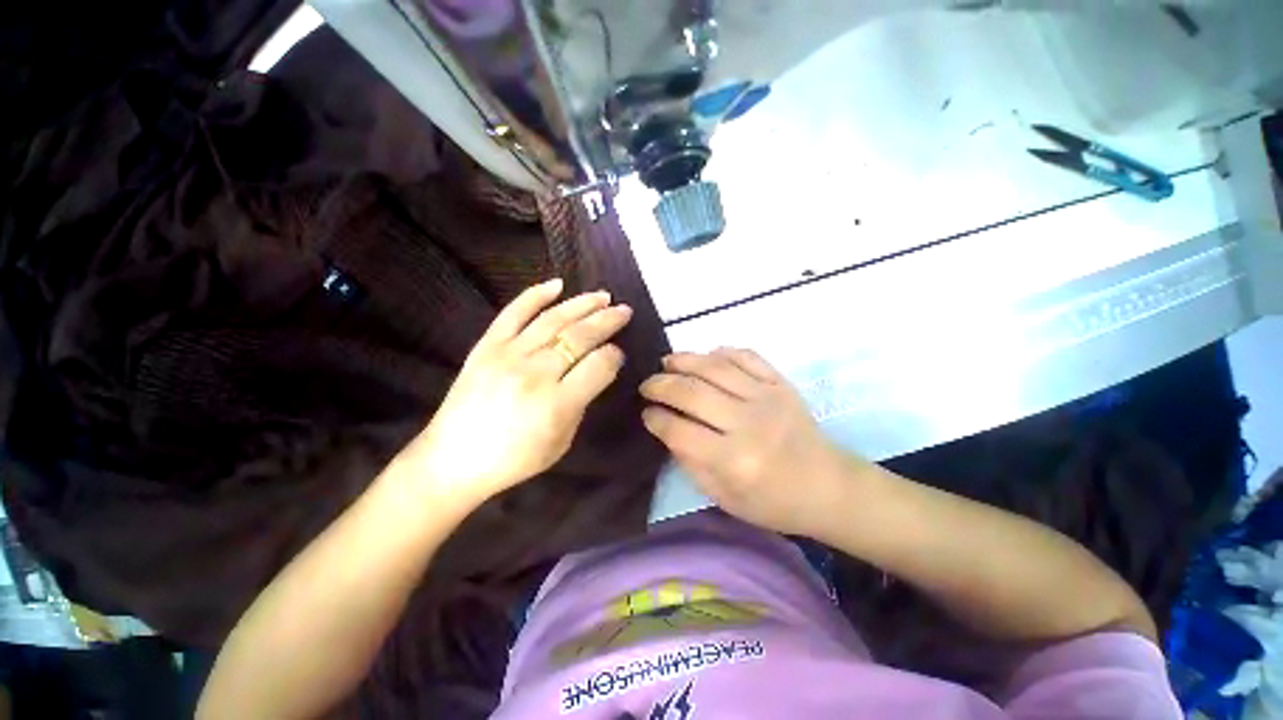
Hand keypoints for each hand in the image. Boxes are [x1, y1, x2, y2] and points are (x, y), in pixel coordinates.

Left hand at [411, 279, 631, 504]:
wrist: (453, 459)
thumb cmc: (513, 459)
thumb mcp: (561, 442)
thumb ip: (581, 404)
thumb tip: (594, 371)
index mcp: (557, 404)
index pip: (599, 366)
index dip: (615, 355)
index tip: (619, 352)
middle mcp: (535, 373)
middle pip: (580, 337)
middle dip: (608, 320)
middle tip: (624, 310)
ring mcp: (508, 355)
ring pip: (553, 319)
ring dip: (583, 304)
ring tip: (603, 295)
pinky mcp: (486, 346)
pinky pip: (514, 313)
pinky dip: (536, 295)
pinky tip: (557, 284)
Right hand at [640, 348, 850, 536]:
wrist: (829, 487)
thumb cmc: (774, 502)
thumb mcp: (724, 497)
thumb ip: (691, 463)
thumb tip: (666, 429)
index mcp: (733, 460)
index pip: (679, 430)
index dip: (655, 418)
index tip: (646, 413)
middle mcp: (748, 423)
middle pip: (692, 392)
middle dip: (660, 385)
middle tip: (647, 385)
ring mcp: (767, 397)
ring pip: (715, 367)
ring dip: (684, 360)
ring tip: (667, 362)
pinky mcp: (781, 383)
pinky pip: (747, 357)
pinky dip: (723, 352)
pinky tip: (707, 356)